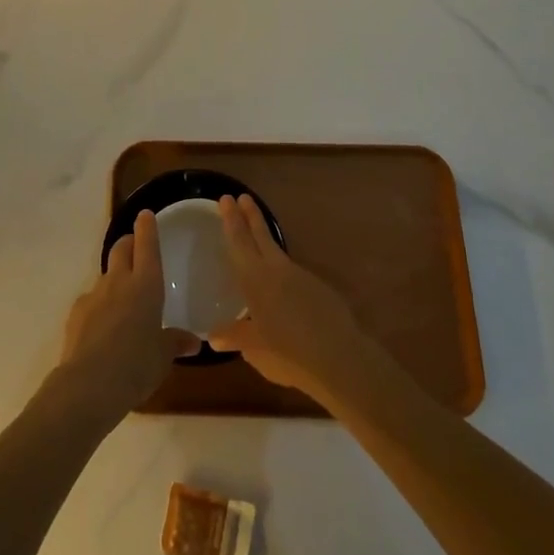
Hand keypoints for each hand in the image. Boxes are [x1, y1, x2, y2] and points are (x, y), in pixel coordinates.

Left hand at [57, 210, 198, 420]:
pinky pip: (91, 300)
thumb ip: (175, 343)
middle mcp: (119, 282)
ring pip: (105, 275)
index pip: (147, 246)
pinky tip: (103, 326)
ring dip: (114, 278)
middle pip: (121, 249)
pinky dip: (99, 305)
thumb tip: (193, 342)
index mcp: (146, 285)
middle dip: (128, 243)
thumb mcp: (163, 356)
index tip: (145, 215)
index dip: (147, 229)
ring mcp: (94, 295)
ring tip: (122, 298)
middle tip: (134, 246)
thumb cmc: (137, 364)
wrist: (89, 384)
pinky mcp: (76, 313)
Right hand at [208, 195, 369, 403]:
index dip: (231, 220)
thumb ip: (235, 337)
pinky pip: (293, 272)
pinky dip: (281, 270)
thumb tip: (214, 336)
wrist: (339, 358)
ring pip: (278, 252)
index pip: (239, 242)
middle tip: (241, 196)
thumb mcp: (255, 349)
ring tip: (257, 236)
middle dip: (250, 216)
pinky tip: (281, 285)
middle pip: (261, 236)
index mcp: (255, 280)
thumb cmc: (288, 353)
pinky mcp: (319, 288)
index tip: (226, 199)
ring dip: (265, 239)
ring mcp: (301, 277)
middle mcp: (277, 270)